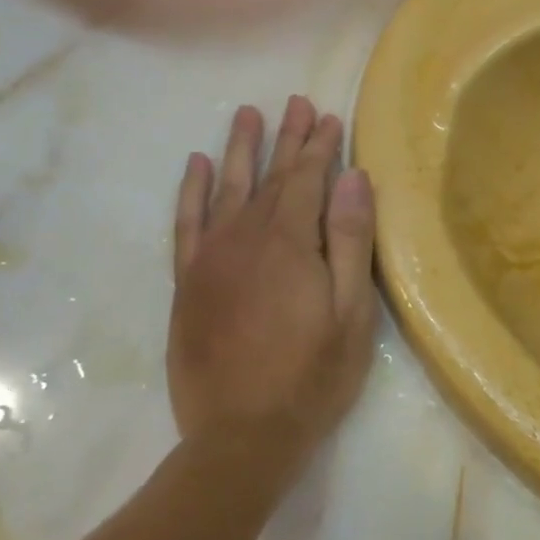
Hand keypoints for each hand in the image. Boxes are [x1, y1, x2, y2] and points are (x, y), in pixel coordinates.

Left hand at [168, 98, 377, 506]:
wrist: (240, 435)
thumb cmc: (312, 376)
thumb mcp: (351, 313)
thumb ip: (351, 241)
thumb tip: (354, 178)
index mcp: (290, 243)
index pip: (307, 179)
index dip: (320, 147)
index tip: (330, 117)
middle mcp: (245, 238)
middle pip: (269, 176)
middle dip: (286, 139)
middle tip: (295, 104)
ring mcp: (210, 258)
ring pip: (225, 188)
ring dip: (238, 150)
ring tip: (247, 116)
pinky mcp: (187, 282)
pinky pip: (186, 223)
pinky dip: (189, 191)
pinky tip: (194, 166)